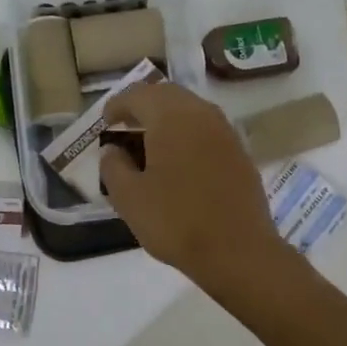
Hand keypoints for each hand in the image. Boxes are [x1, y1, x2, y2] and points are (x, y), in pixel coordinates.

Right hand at [99, 82, 285, 290]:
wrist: (238, 251)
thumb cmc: (176, 222)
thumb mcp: (129, 198)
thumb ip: (113, 167)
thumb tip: (112, 150)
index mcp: (171, 117)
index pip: (138, 95)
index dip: (117, 105)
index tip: (106, 122)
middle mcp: (201, 114)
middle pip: (167, 94)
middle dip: (144, 105)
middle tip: (126, 125)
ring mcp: (225, 132)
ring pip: (191, 110)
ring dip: (168, 118)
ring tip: (150, 143)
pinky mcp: (240, 153)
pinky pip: (207, 130)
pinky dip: (188, 134)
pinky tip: (180, 160)